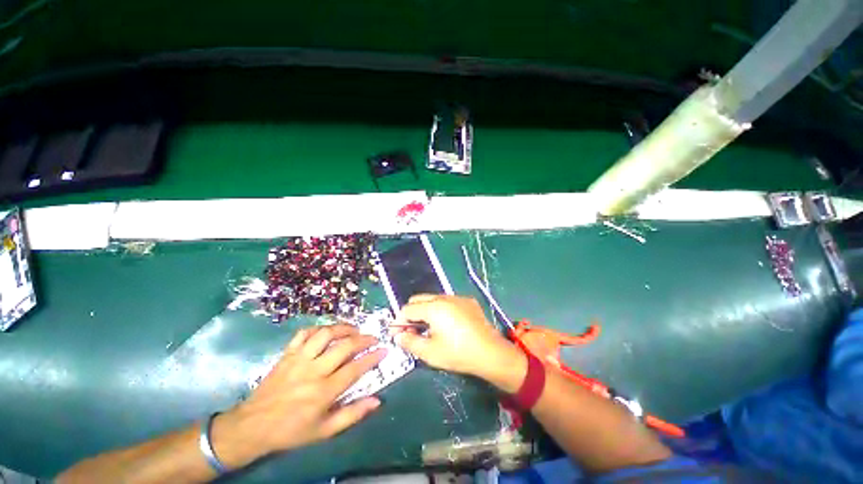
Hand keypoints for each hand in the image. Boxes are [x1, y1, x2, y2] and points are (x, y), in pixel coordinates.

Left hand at [217, 324, 385, 458]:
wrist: (253, 426)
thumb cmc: (292, 430)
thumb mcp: (324, 431)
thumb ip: (352, 414)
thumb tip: (377, 401)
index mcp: (323, 392)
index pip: (355, 369)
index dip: (372, 357)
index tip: (384, 350)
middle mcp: (313, 371)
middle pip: (344, 346)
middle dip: (363, 339)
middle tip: (372, 338)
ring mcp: (299, 359)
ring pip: (325, 334)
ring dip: (343, 328)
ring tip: (354, 329)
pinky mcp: (287, 354)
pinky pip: (304, 333)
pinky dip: (318, 329)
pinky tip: (327, 332)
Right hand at [393, 294, 523, 387]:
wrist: (491, 353)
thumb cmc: (458, 354)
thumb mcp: (430, 352)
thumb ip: (409, 341)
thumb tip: (398, 335)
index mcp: (433, 308)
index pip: (408, 308)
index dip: (400, 321)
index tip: (400, 334)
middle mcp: (444, 297)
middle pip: (419, 299)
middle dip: (412, 313)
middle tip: (414, 330)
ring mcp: (458, 297)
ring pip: (433, 299)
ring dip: (426, 310)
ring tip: (430, 328)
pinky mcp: (468, 301)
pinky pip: (448, 301)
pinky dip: (441, 310)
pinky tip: (448, 325)